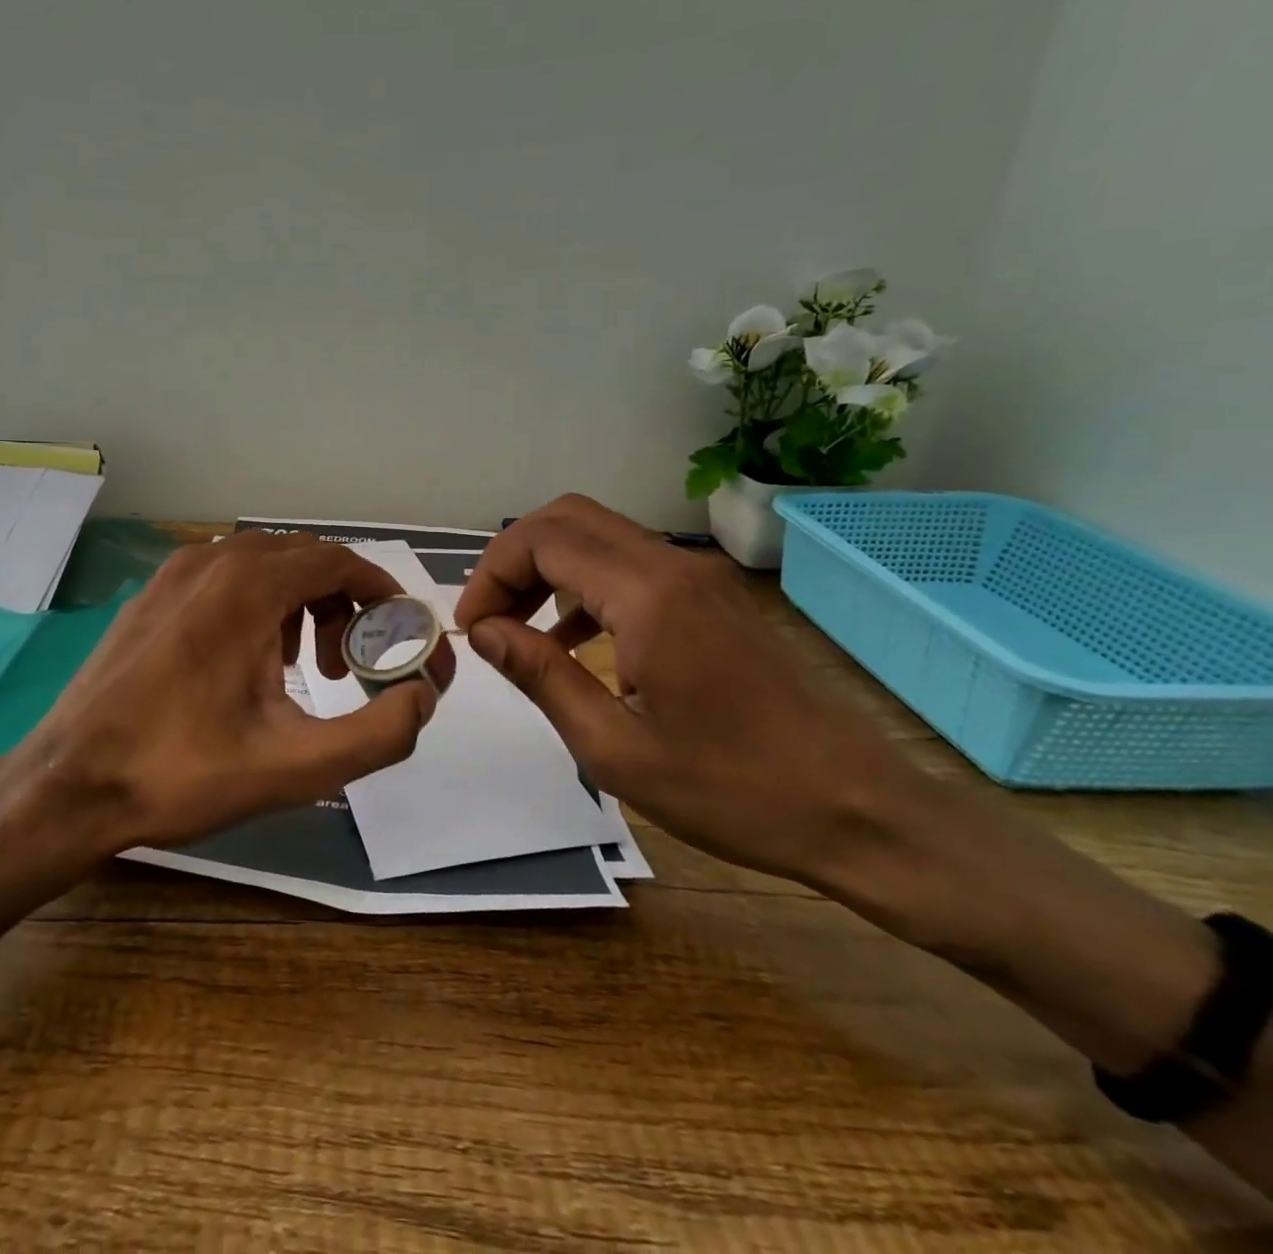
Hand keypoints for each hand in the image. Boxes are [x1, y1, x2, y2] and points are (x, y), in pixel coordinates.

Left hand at [18, 531, 454, 851]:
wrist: (70, 783)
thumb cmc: (182, 773)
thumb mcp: (295, 766)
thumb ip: (378, 734)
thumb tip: (421, 699)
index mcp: (248, 586)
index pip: (337, 561)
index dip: (378, 591)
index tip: (397, 630)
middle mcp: (212, 561)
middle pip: (303, 559)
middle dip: (340, 604)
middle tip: (344, 667)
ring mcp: (174, 573)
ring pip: (264, 565)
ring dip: (300, 603)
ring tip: (300, 668)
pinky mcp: (152, 594)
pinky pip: (225, 577)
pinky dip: (258, 604)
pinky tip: (248, 661)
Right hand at [454, 494, 893, 885]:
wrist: (859, 812)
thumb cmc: (731, 791)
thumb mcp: (613, 748)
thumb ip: (540, 676)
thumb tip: (483, 630)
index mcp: (648, 597)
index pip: (544, 540)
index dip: (493, 574)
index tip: (473, 628)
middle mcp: (675, 567)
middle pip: (568, 519)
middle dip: (514, 559)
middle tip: (489, 617)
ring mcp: (700, 578)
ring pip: (599, 536)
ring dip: (547, 569)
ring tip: (517, 628)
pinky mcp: (713, 599)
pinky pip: (631, 566)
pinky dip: (585, 586)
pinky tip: (571, 641)